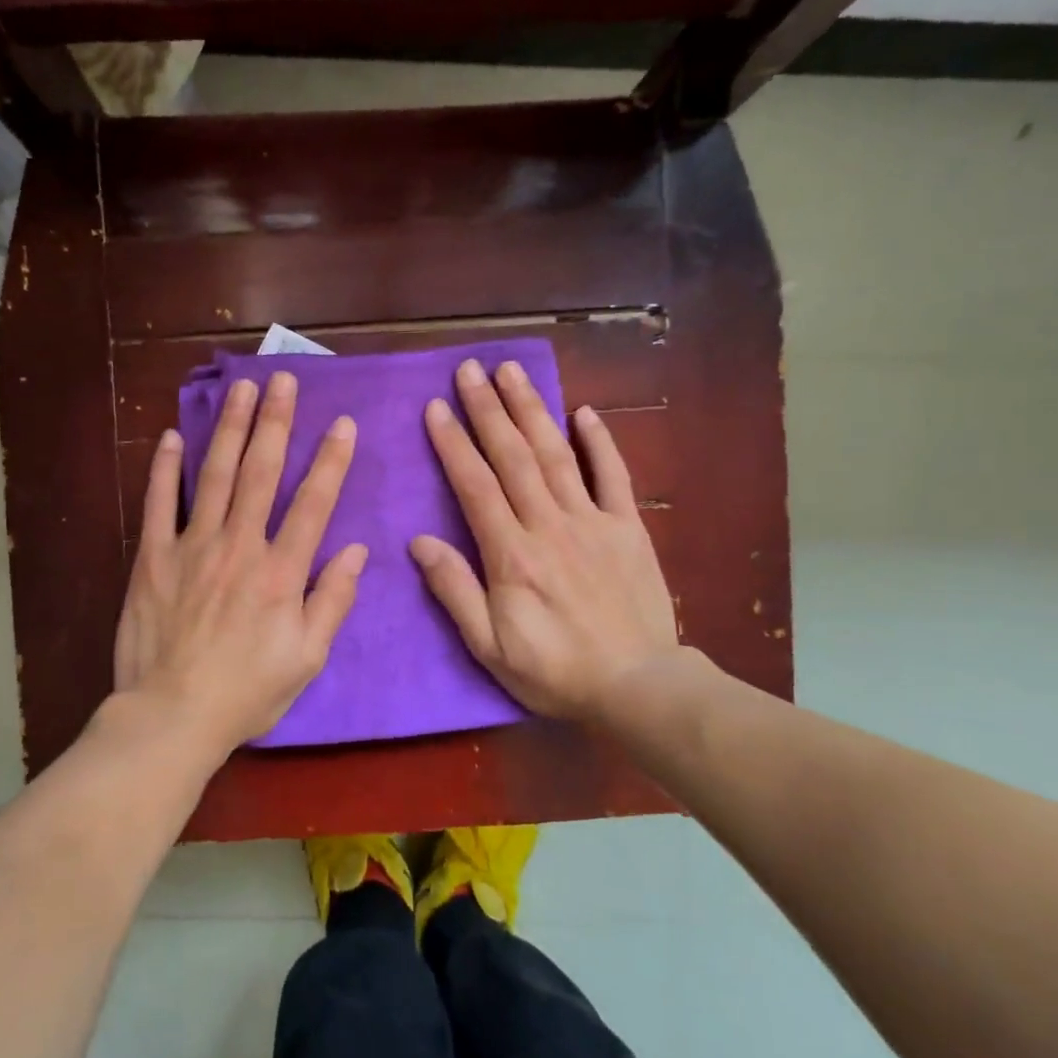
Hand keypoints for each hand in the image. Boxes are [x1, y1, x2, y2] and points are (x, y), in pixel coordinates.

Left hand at [114, 371, 368, 754]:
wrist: (171, 716)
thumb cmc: (247, 692)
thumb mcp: (308, 659)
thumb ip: (333, 601)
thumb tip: (357, 551)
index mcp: (281, 572)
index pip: (313, 503)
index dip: (331, 461)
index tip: (343, 423)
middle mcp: (239, 546)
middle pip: (261, 473)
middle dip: (276, 423)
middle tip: (283, 381)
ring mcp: (191, 546)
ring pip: (215, 475)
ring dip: (231, 428)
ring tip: (243, 389)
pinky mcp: (152, 557)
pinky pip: (159, 503)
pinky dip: (165, 468)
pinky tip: (173, 435)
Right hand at [410, 358, 680, 722]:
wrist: (638, 687)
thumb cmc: (555, 671)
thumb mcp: (490, 646)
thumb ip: (455, 590)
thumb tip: (419, 542)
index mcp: (511, 554)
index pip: (475, 486)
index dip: (453, 443)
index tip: (436, 407)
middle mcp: (549, 525)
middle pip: (513, 457)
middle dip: (488, 410)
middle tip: (469, 370)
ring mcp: (592, 521)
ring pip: (556, 455)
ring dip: (532, 410)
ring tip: (511, 372)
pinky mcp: (627, 528)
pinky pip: (613, 476)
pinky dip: (599, 441)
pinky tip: (583, 411)